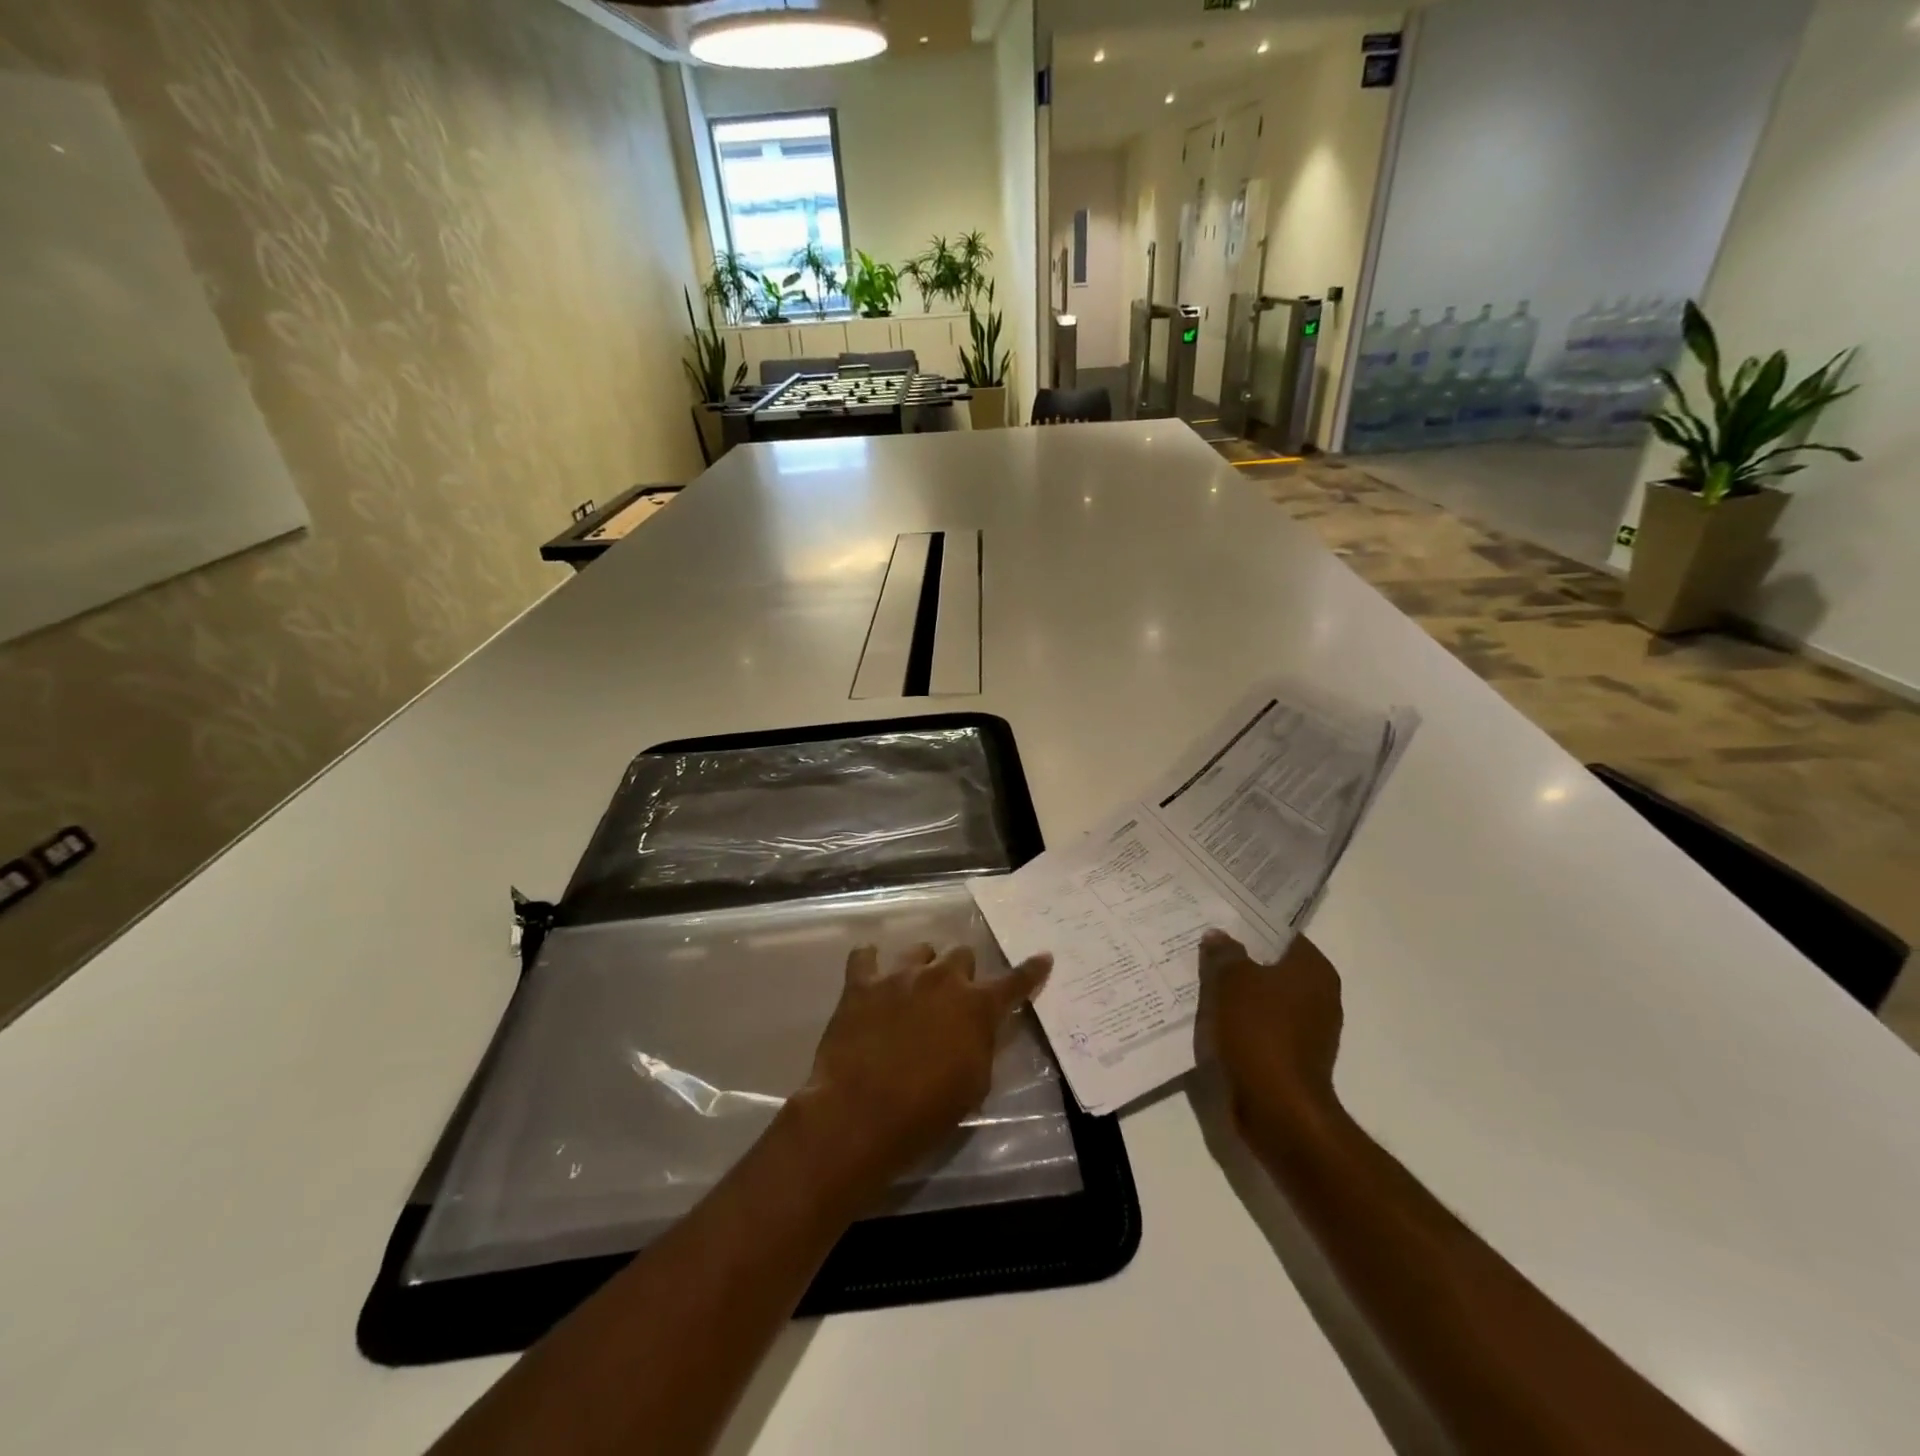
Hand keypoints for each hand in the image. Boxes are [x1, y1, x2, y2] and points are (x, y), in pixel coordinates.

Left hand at [792, 943, 1051, 1206]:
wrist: (860, 1114)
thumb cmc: (926, 1111)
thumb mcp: (974, 1085)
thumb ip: (981, 1046)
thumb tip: (977, 1030)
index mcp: (976, 1007)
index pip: (1014, 983)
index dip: (1031, 971)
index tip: (1043, 957)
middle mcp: (941, 979)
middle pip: (962, 955)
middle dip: (962, 973)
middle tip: (953, 998)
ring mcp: (899, 976)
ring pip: (919, 950)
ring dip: (923, 966)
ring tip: (914, 988)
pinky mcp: (861, 984)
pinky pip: (865, 956)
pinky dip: (869, 962)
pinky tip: (870, 974)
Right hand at [1196, 930, 1344, 1145]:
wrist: (1278, 1108)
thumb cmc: (1259, 1033)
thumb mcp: (1232, 981)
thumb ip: (1225, 953)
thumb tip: (1219, 936)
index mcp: (1314, 970)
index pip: (1282, 935)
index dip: (1251, 927)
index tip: (1220, 923)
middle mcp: (1321, 996)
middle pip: (1274, 967)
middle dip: (1241, 961)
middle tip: (1205, 950)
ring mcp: (1311, 1031)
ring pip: (1266, 999)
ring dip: (1239, 994)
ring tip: (1203, 983)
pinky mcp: (1295, 1058)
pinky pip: (1264, 1028)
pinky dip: (1243, 1023)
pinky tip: (1214, 1019)